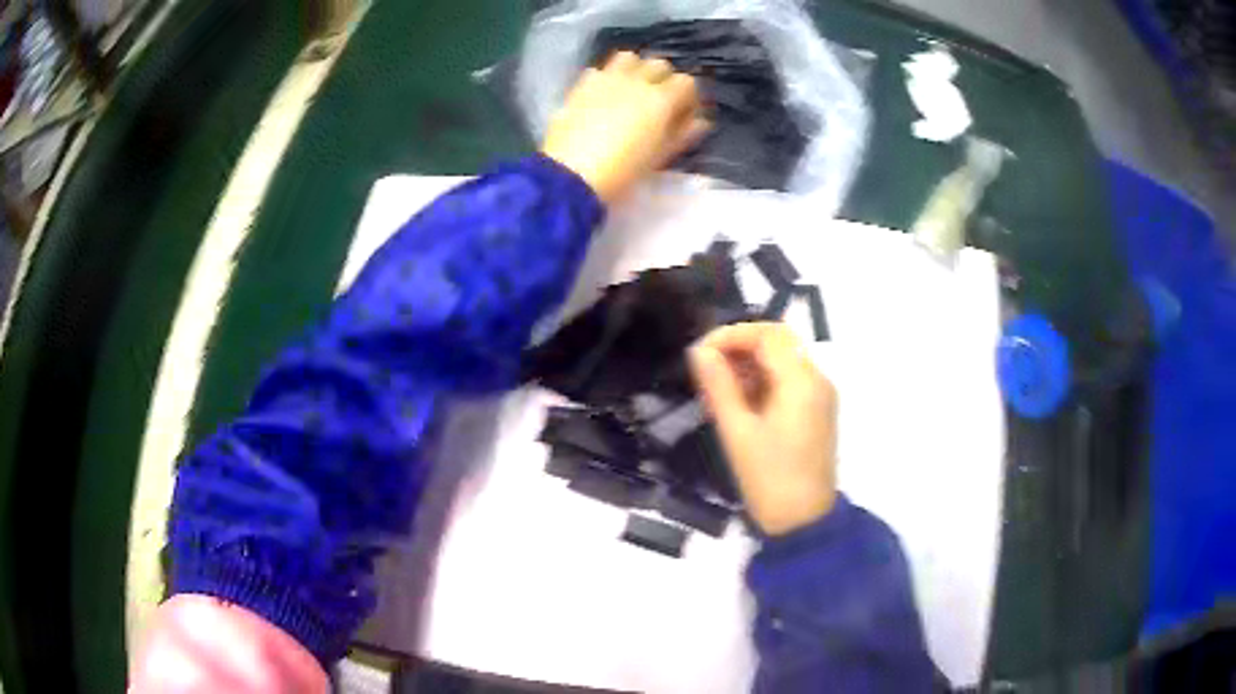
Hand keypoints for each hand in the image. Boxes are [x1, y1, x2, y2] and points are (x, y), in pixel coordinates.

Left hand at [541, 51, 708, 204]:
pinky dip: (607, 77)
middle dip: (664, 79)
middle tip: (659, 101)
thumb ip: (683, 134)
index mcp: (660, 99)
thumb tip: (701, 121)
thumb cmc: (622, 172)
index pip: (686, 82)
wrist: (570, 176)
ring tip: (632, 90)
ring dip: (636, 69)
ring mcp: (605, 79)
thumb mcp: (659, 157)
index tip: (684, 113)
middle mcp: (636, 81)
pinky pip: (599, 70)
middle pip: (659, 64)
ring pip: (629, 58)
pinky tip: (603, 96)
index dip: (688, 97)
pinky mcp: (581, 86)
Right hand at [689, 322, 837, 536]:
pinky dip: (764, 380)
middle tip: (706, 367)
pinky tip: (739, 401)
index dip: (731, 335)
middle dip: (740, 346)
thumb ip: (719, 386)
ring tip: (717, 387)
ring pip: (784, 359)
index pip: (768, 334)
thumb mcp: (737, 432)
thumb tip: (700, 351)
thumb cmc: (768, 480)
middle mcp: (818, 380)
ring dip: (751, 363)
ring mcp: (821, 396)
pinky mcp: (817, 411)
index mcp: (802, 382)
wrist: (803, 522)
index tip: (700, 353)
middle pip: (779, 342)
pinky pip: (790, 380)